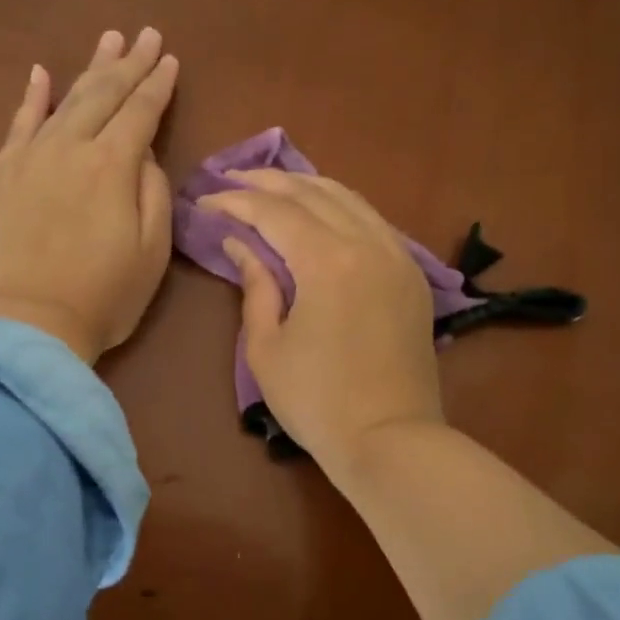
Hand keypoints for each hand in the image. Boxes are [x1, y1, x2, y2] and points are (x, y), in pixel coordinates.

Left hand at [0, 28, 177, 364]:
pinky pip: (18, 125)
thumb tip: (144, 156)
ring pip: (64, 101)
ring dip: (89, 70)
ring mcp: (30, 158)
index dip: (158, 84)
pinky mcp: (1, 176)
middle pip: (104, 94)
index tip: (171, 59)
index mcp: (113, 166)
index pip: (141, 111)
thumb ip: (154, 192)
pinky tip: (41, 74)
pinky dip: (32, 98)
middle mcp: (71, 148)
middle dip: (129, 63)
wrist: (28, 325)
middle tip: (146, 34)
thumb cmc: (103, 297)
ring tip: (108, 41)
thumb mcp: (153, 251)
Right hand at [196, 170, 443, 467]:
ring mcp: (398, 257)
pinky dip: (342, 208)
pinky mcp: (412, 276)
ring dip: (308, 187)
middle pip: (314, 193)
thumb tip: (241, 244)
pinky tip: (322, 214)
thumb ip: (255, 286)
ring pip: (350, 199)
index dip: (236, 201)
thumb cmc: (317, 401)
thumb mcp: (267, 347)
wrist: (390, 439)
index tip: (207, 199)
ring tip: (274, 187)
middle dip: (269, 182)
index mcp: (329, 261)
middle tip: (234, 180)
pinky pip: (373, 221)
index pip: (275, 212)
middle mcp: (368, 244)